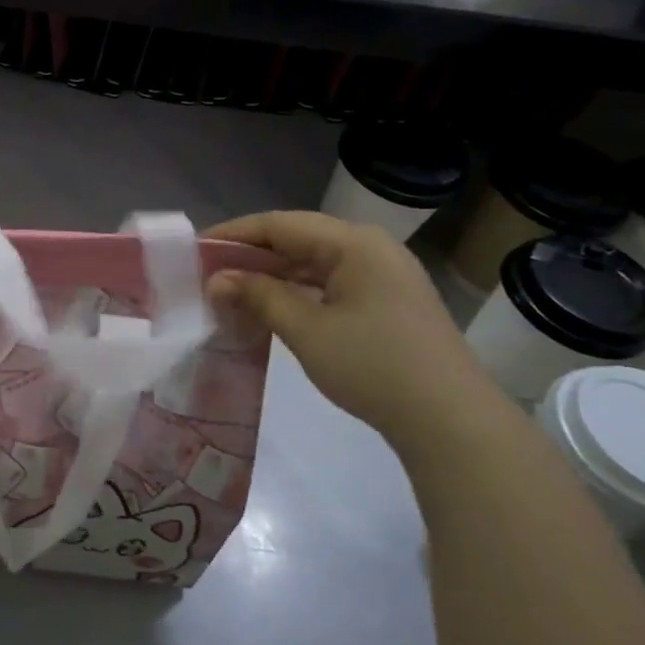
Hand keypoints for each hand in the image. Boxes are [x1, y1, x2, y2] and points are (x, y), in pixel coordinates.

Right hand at [205, 211, 500, 450]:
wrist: (450, 420)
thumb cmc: (373, 366)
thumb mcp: (307, 330)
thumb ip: (259, 296)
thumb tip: (217, 279)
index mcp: (354, 242)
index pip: (280, 224)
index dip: (234, 234)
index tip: (194, 250)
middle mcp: (371, 248)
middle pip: (298, 239)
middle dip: (251, 255)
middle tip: (208, 274)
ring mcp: (384, 276)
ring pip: (314, 263)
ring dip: (273, 276)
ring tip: (232, 292)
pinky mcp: (388, 303)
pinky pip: (331, 284)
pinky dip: (298, 292)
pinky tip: (272, 309)